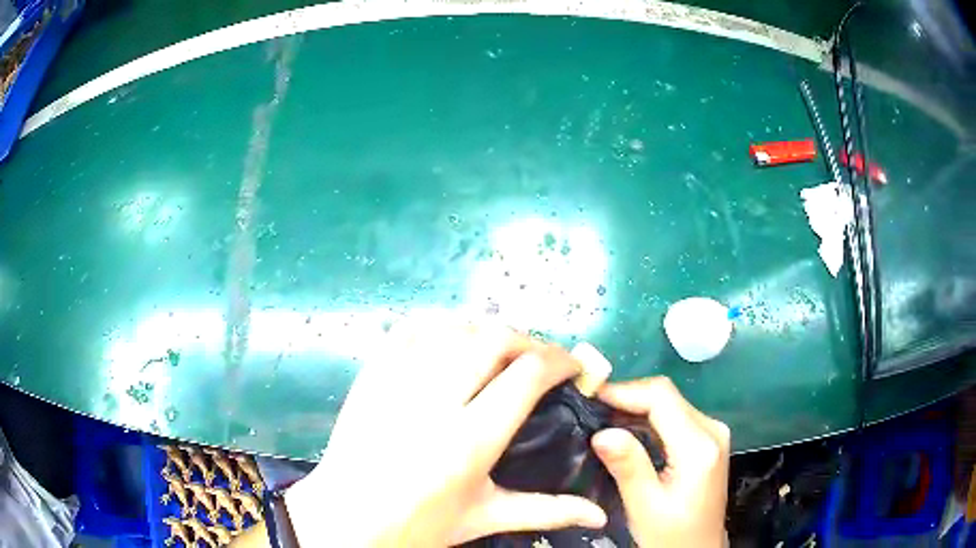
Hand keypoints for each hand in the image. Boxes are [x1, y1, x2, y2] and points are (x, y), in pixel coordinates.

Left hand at [284, 319, 607, 546]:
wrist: (345, 518)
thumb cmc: (417, 524)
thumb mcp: (484, 517)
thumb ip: (546, 511)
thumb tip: (598, 515)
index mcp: (468, 440)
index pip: (527, 375)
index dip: (561, 361)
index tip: (575, 368)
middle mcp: (434, 400)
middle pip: (494, 339)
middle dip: (530, 342)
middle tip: (542, 362)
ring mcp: (396, 380)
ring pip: (455, 327)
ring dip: (489, 332)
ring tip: (503, 353)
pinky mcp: (372, 373)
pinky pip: (412, 328)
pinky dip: (442, 325)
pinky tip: (455, 340)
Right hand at [591, 378, 729, 547]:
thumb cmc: (671, 534)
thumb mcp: (645, 506)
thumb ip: (628, 467)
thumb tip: (601, 432)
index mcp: (699, 446)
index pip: (662, 397)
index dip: (625, 391)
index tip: (590, 397)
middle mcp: (712, 429)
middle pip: (667, 396)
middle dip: (627, 397)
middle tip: (590, 409)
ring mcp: (712, 432)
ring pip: (670, 403)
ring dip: (636, 407)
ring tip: (602, 418)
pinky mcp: (707, 439)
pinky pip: (674, 416)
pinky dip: (648, 418)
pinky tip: (626, 431)